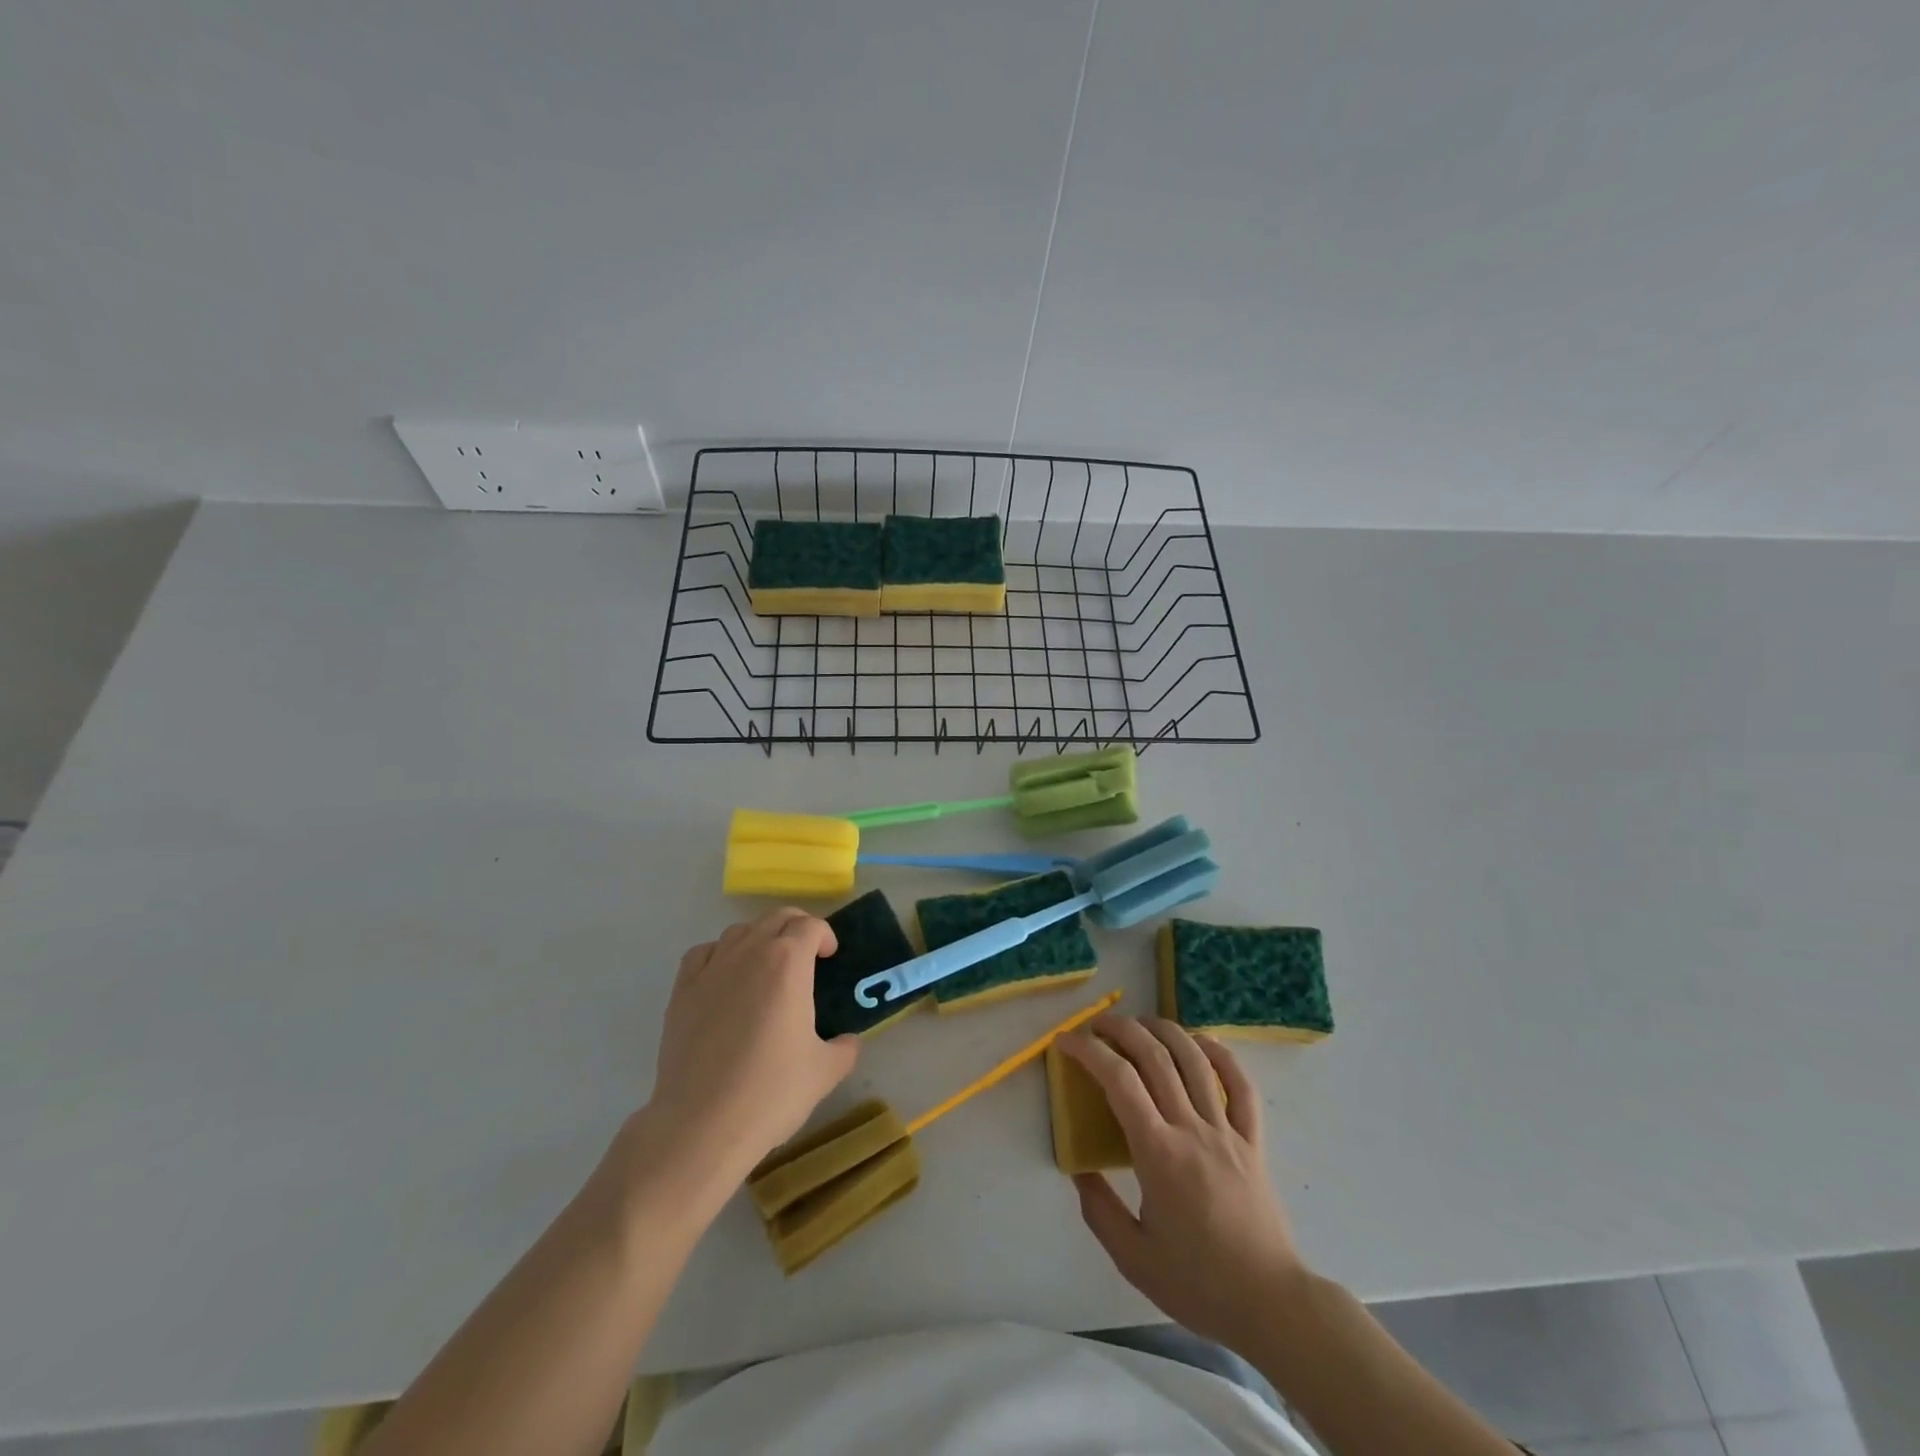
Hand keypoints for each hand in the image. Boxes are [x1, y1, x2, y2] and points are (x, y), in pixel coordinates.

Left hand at [638, 908, 858, 1182]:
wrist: (701, 1125)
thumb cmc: (771, 1093)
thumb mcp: (825, 1072)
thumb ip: (844, 1048)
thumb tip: (848, 1041)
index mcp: (788, 963)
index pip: (810, 926)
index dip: (825, 935)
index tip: (830, 956)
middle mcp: (749, 953)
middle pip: (775, 919)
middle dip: (796, 928)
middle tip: (807, 954)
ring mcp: (711, 970)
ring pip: (739, 932)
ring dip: (760, 938)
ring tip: (767, 965)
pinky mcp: (682, 992)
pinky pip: (703, 954)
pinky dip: (720, 954)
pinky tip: (725, 977)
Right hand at [1061, 1015, 1304, 1351]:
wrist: (1271, 1305)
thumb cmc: (1198, 1284)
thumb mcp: (1132, 1257)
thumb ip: (1099, 1209)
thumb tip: (1079, 1170)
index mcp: (1158, 1154)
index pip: (1119, 1081)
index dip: (1089, 1052)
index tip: (1066, 1042)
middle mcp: (1191, 1129)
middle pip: (1155, 1057)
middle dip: (1121, 1030)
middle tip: (1097, 1025)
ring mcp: (1227, 1131)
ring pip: (1195, 1060)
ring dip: (1164, 1030)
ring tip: (1141, 1022)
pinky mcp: (1253, 1141)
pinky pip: (1241, 1086)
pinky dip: (1221, 1055)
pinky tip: (1201, 1042)